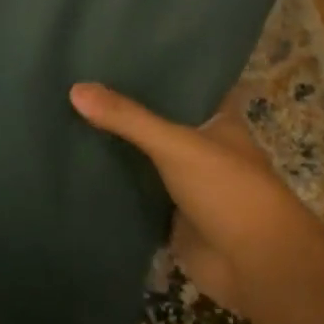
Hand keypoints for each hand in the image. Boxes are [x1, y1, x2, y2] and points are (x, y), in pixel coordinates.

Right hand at [69, 81, 300, 314]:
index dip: (153, 71)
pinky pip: (135, 194)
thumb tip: (75, 89)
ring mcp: (185, 185)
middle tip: (74, 84)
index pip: (182, 86)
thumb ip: (128, 118)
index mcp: (216, 122)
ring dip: (116, 148)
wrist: (258, 268)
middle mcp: (201, 149)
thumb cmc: (230, 191)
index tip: (111, 55)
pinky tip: (76, 168)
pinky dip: (112, 186)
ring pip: (143, 159)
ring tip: (65, 118)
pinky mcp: (170, 218)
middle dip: (124, 111)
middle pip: (156, 123)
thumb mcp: (176, 145)